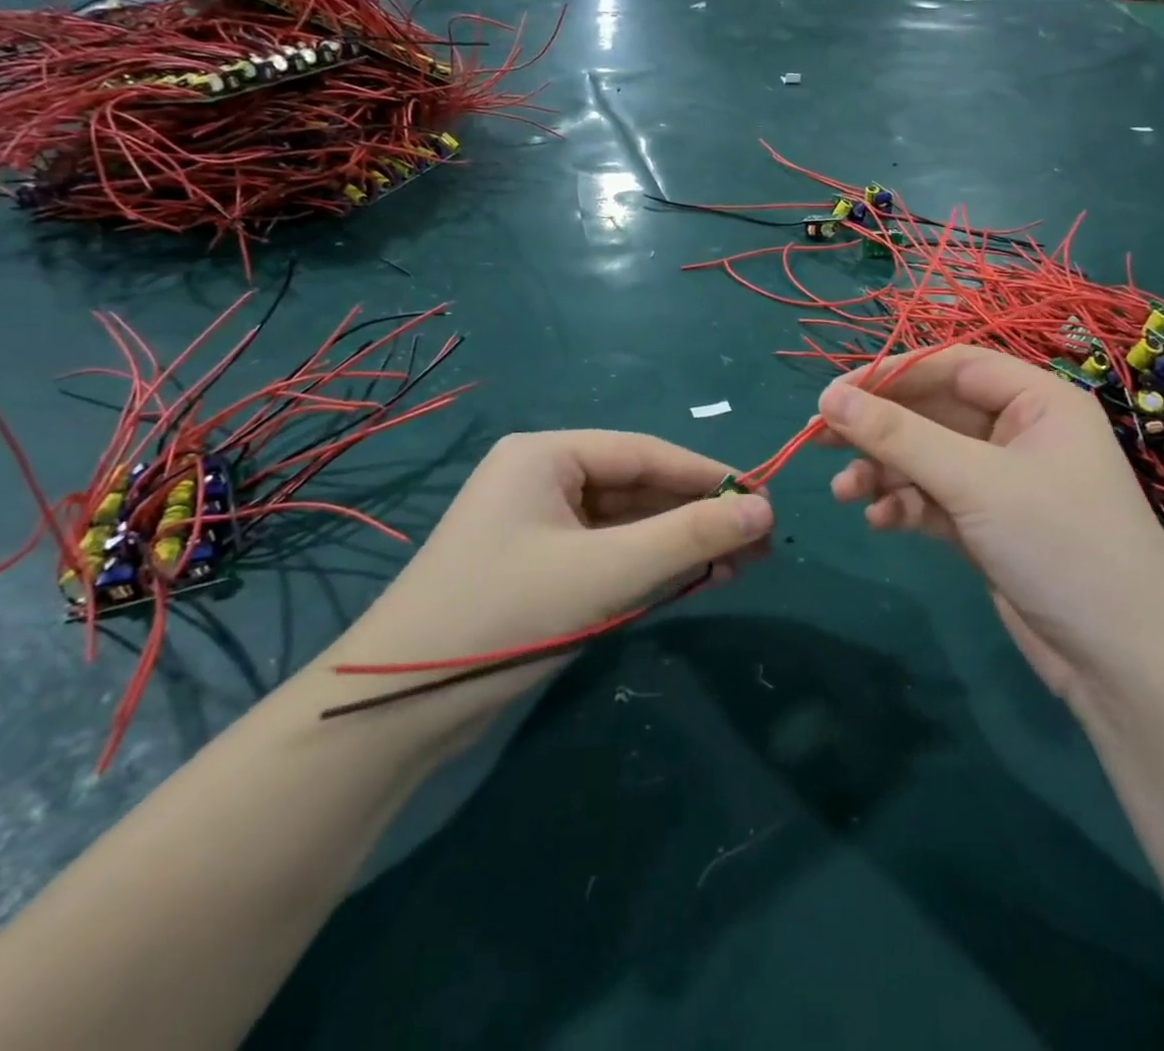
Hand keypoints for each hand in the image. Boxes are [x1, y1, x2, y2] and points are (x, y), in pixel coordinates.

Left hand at [325, 430, 772, 715]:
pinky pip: (607, 553)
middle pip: (638, 487)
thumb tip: (764, 509)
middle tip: (759, 543)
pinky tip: (692, 581)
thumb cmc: (505, 613)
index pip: (646, 453)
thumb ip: (688, 537)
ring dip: (678, 544)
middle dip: (697, 515)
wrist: (399, 709)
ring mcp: (538, 524)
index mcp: (546, 454)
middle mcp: (541, 478)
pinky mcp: (538, 567)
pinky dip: (648, 566)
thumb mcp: (607, 572)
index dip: (708, 476)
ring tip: (740, 566)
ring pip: (626, 524)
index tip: (764, 499)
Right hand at [816, 347, 1163, 696]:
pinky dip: (905, 506)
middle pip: (933, 414)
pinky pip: (934, 500)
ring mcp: (1004, 482)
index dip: (890, 374)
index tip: (833, 393)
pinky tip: (879, 521)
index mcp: (1037, 401)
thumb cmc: (1059, 545)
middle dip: (878, 429)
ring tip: (844, 492)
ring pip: (927, 460)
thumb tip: (828, 397)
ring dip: (883, 472)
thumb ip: (898, 436)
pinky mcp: (989, 526)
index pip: (952, 366)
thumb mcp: (973, 482)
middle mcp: (1020, 434)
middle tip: (816, 439)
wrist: (1124, 664)